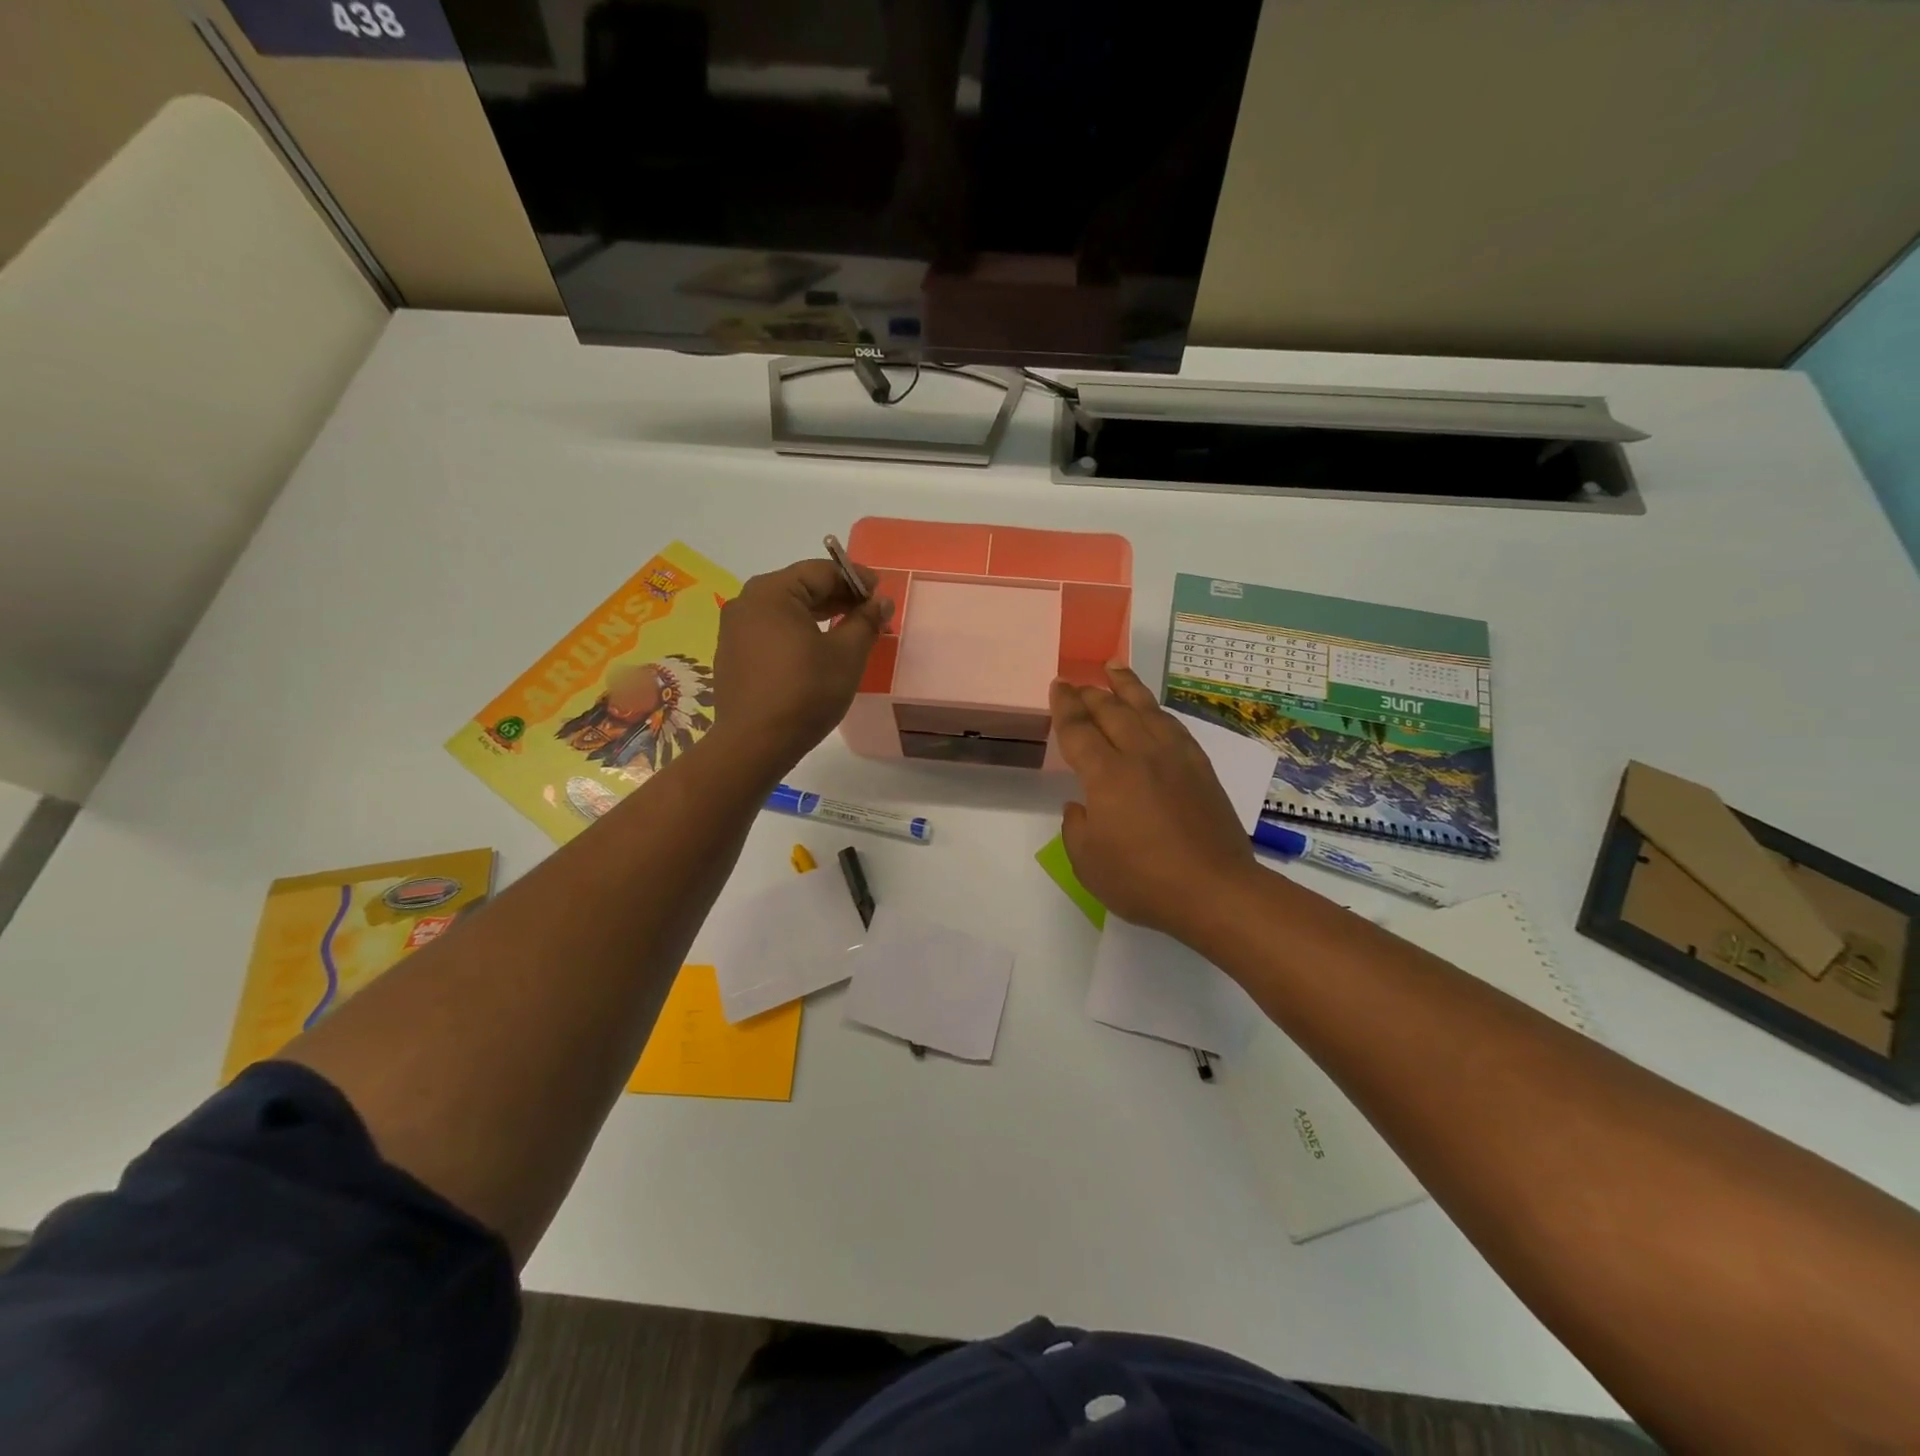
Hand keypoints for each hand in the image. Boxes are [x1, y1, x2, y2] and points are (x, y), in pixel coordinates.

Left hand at [711, 559, 893, 771]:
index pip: (822, 571)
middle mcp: (747, 602)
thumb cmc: (805, 692)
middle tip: (871, 615)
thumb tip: (880, 601)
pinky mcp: (733, 654)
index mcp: (772, 592)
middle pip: (802, 587)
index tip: (881, 595)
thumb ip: (866, 621)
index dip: (857, 579)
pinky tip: (818, 652)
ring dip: (821, 616)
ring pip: (787, 610)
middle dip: (840, 598)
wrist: (754, 744)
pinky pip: (772, 631)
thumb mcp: (846, 655)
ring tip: (850, 632)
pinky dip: (799, 633)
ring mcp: (735, 629)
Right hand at [1051, 665, 1258, 943]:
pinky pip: (1173, 726)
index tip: (1057, 686)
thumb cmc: (1142, 880)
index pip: (1078, 729)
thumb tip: (1082, 805)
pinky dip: (1156, 710)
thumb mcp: (1087, 862)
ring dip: (1126, 686)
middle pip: (1111, 710)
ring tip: (1114, 668)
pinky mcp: (1201, 768)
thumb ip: (1076, 827)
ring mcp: (1175, 758)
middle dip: (1090, 692)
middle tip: (1076, 681)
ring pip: (1146, 709)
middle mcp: (1140, 754)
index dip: (1064, 705)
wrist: (1214, 890)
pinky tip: (1153, 711)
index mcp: (1106, 774)